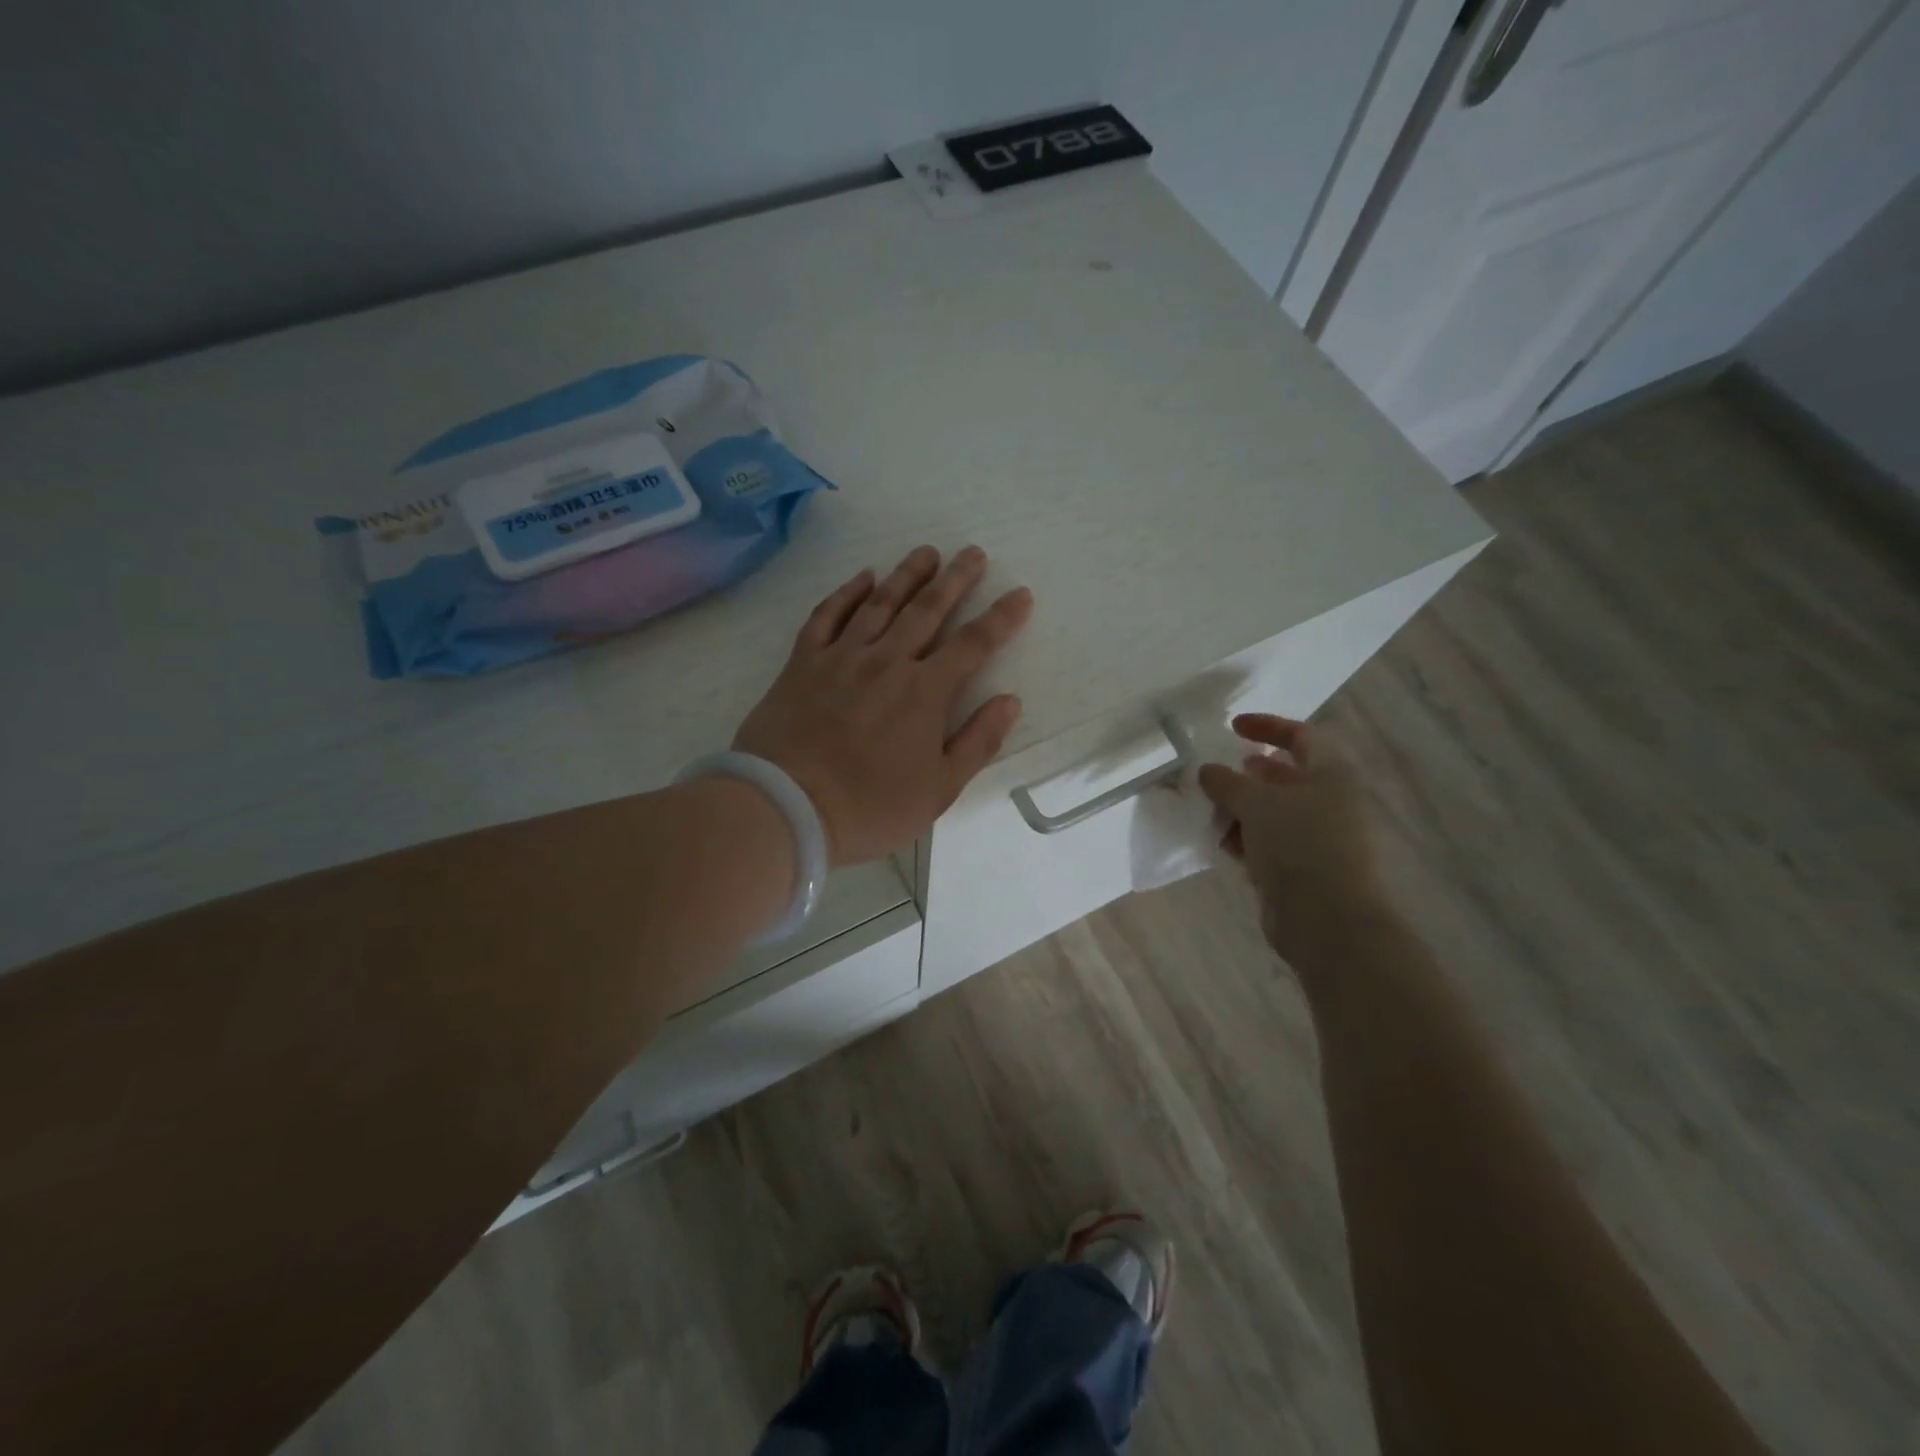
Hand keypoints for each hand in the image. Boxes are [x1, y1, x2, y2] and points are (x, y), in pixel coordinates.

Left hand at [734, 545, 1033, 865]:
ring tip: (927, 552)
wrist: (786, 807)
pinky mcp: (803, 662)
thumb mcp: (938, 790)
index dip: (1001, 618)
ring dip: (907, 574)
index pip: (973, 644)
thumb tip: (1010, 701)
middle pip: (928, 610)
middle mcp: (887, 661)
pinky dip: (847, 593)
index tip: (1021, 593)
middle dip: (956, 579)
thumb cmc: (869, 806)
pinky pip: (827, 615)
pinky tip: (863, 577)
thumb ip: (977, 742)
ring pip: (881, 603)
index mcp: (925, 692)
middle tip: (973, 552)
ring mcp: (841, 657)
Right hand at [1198, 714, 1386, 959]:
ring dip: (1240, 809)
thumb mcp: (1255, 802)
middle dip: (1247, 775)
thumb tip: (1208, 771)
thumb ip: (1226, 781)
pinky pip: (1270, 842)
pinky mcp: (1304, 868)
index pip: (1300, 736)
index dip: (1266, 726)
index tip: (1232, 728)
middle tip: (1216, 777)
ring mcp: (1318, 837)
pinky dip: (1246, 838)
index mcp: (1331, 774)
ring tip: (1210, 812)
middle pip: (1285, 776)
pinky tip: (1220, 841)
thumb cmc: (1299, 845)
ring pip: (1273, 812)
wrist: (1328, 920)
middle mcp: (1330, 801)